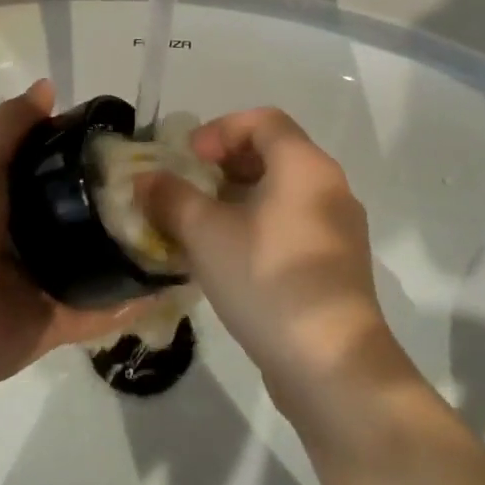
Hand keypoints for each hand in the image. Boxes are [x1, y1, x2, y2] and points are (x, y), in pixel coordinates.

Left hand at [0, 79, 151, 389]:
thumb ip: (8, 127)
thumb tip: (48, 87)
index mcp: (9, 198)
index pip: (59, 169)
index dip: (91, 153)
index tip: (133, 140)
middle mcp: (33, 236)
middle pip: (87, 213)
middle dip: (123, 200)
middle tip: (172, 183)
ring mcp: (49, 281)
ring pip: (102, 259)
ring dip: (136, 247)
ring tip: (184, 226)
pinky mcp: (62, 321)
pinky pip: (106, 309)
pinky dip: (136, 299)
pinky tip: (176, 278)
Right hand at [137, 108, 392, 400]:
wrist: (331, 365)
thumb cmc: (267, 280)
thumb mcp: (205, 233)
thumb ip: (171, 197)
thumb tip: (146, 180)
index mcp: (304, 166)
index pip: (263, 120)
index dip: (220, 129)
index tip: (189, 159)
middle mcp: (329, 187)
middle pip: (273, 154)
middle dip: (224, 165)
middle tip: (189, 189)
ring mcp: (338, 229)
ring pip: (282, 193)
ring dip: (238, 199)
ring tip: (200, 225)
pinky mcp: (336, 266)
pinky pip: (292, 225)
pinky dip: (258, 226)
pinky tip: (228, 259)